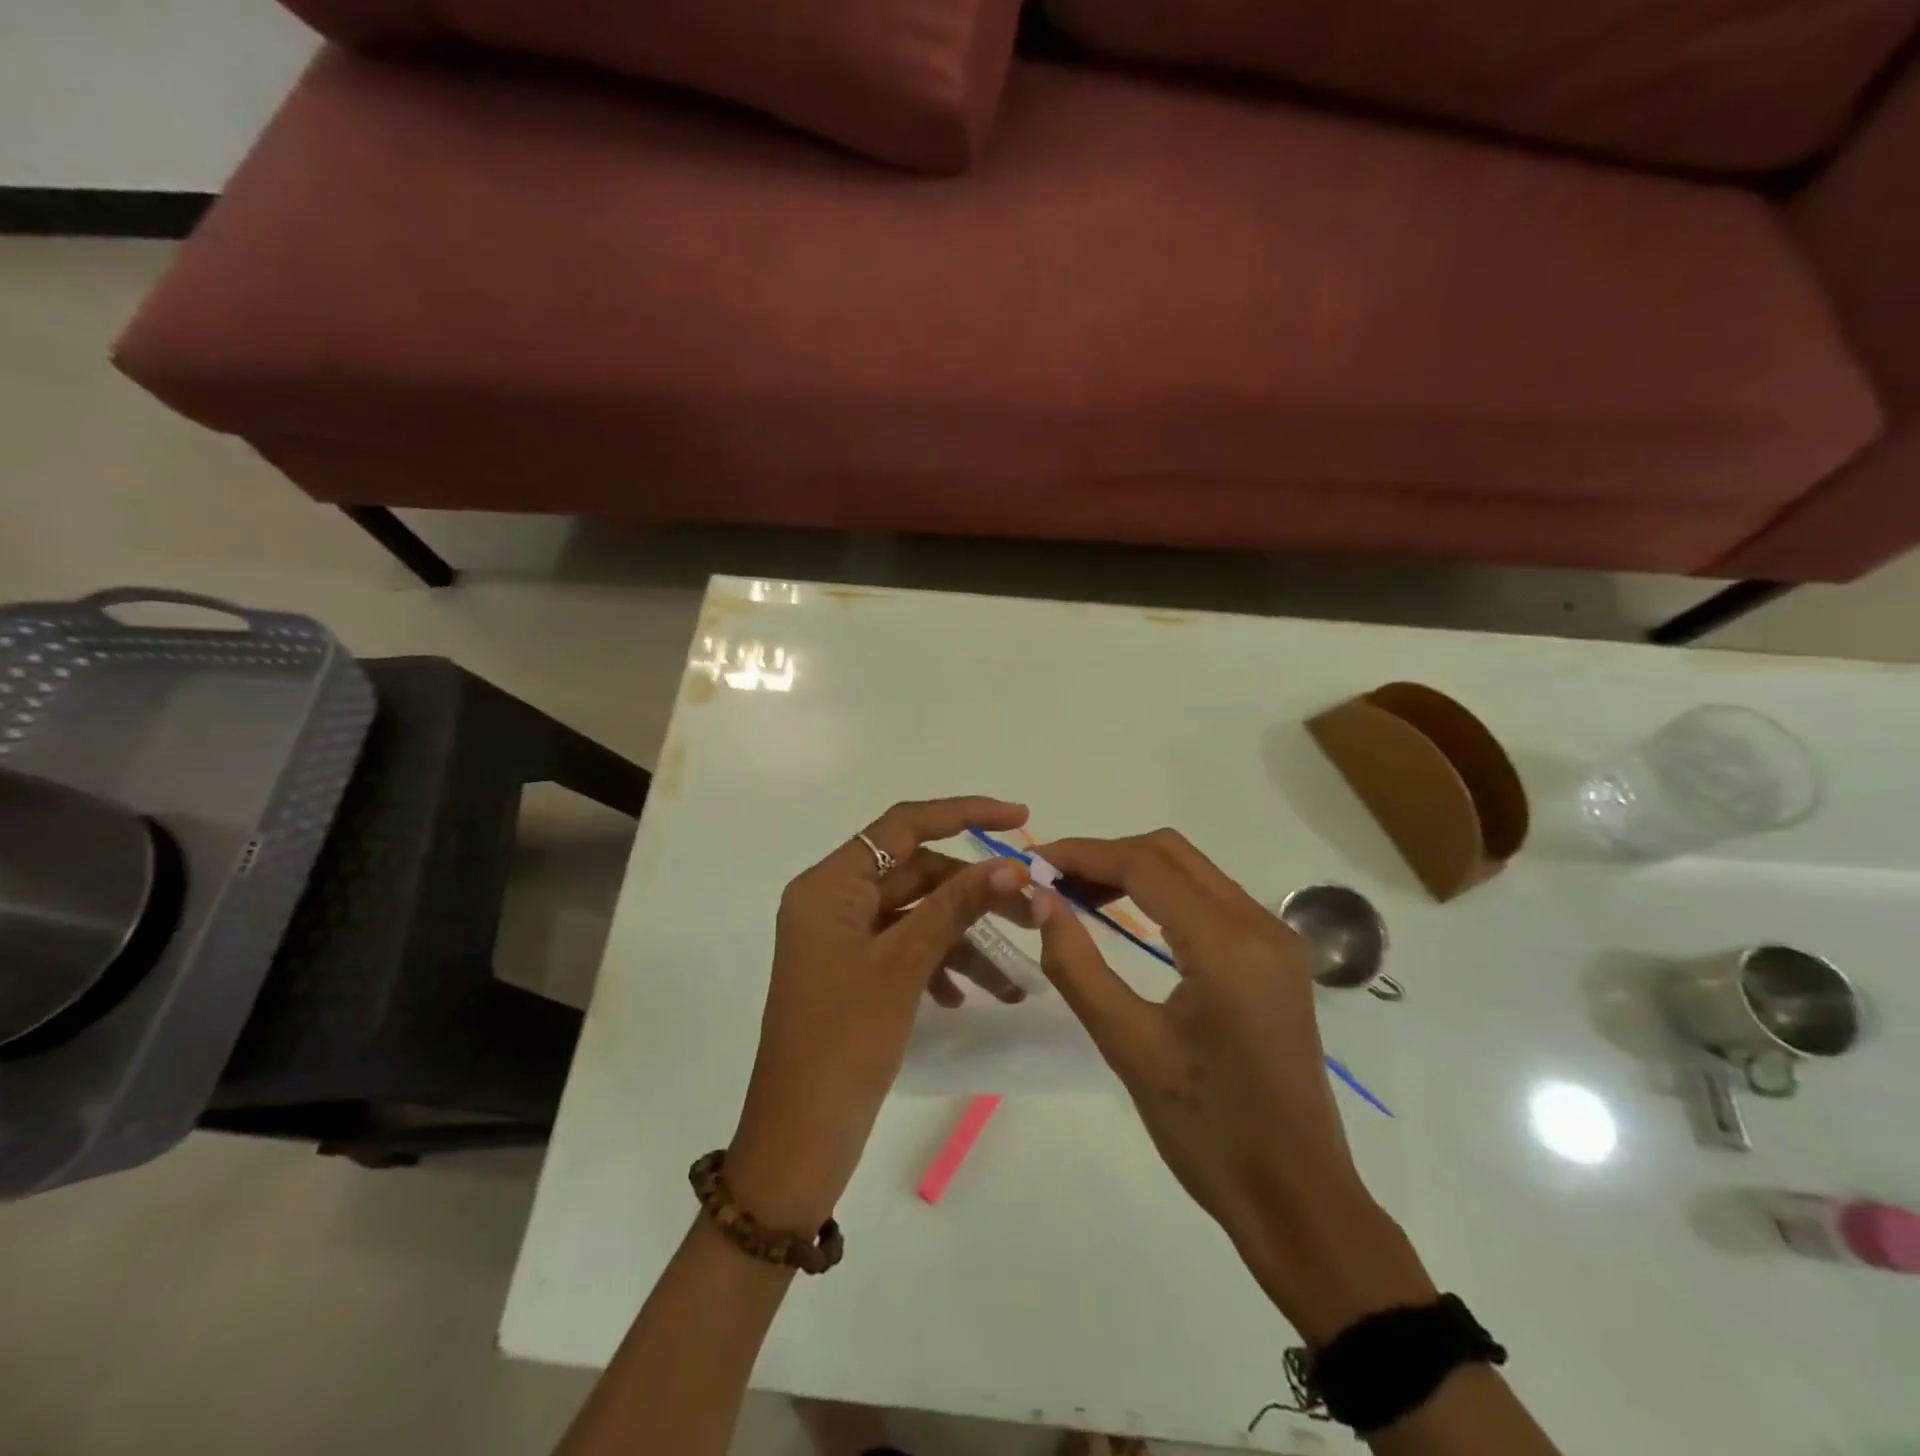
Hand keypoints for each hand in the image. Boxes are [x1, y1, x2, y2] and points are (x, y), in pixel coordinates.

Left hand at [726, 798, 1030, 1229]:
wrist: (799, 1140)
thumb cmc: (844, 1043)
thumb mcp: (904, 965)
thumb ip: (957, 906)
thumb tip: (1013, 866)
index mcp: (829, 885)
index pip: (903, 826)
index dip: (963, 813)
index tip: (1019, 818)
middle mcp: (833, 900)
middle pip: (916, 872)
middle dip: (974, 892)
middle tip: (1032, 911)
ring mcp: (843, 938)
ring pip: (917, 914)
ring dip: (963, 937)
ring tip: (1012, 979)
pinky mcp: (854, 971)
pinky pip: (906, 947)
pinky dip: (940, 962)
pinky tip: (965, 996)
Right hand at [1030, 831, 1431, 1336]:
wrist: (1298, 1200)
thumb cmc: (1207, 1132)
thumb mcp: (1128, 1047)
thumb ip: (1077, 965)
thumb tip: (1042, 899)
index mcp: (1227, 946)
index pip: (1145, 866)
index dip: (1084, 854)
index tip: (1035, 861)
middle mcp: (1261, 925)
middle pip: (1172, 853)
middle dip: (1107, 855)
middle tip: (1054, 881)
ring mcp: (1278, 940)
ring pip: (1194, 870)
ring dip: (1135, 870)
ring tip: (1080, 896)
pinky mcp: (1279, 959)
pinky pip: (1213, 899)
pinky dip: (1165, 893)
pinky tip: (1131, 919)